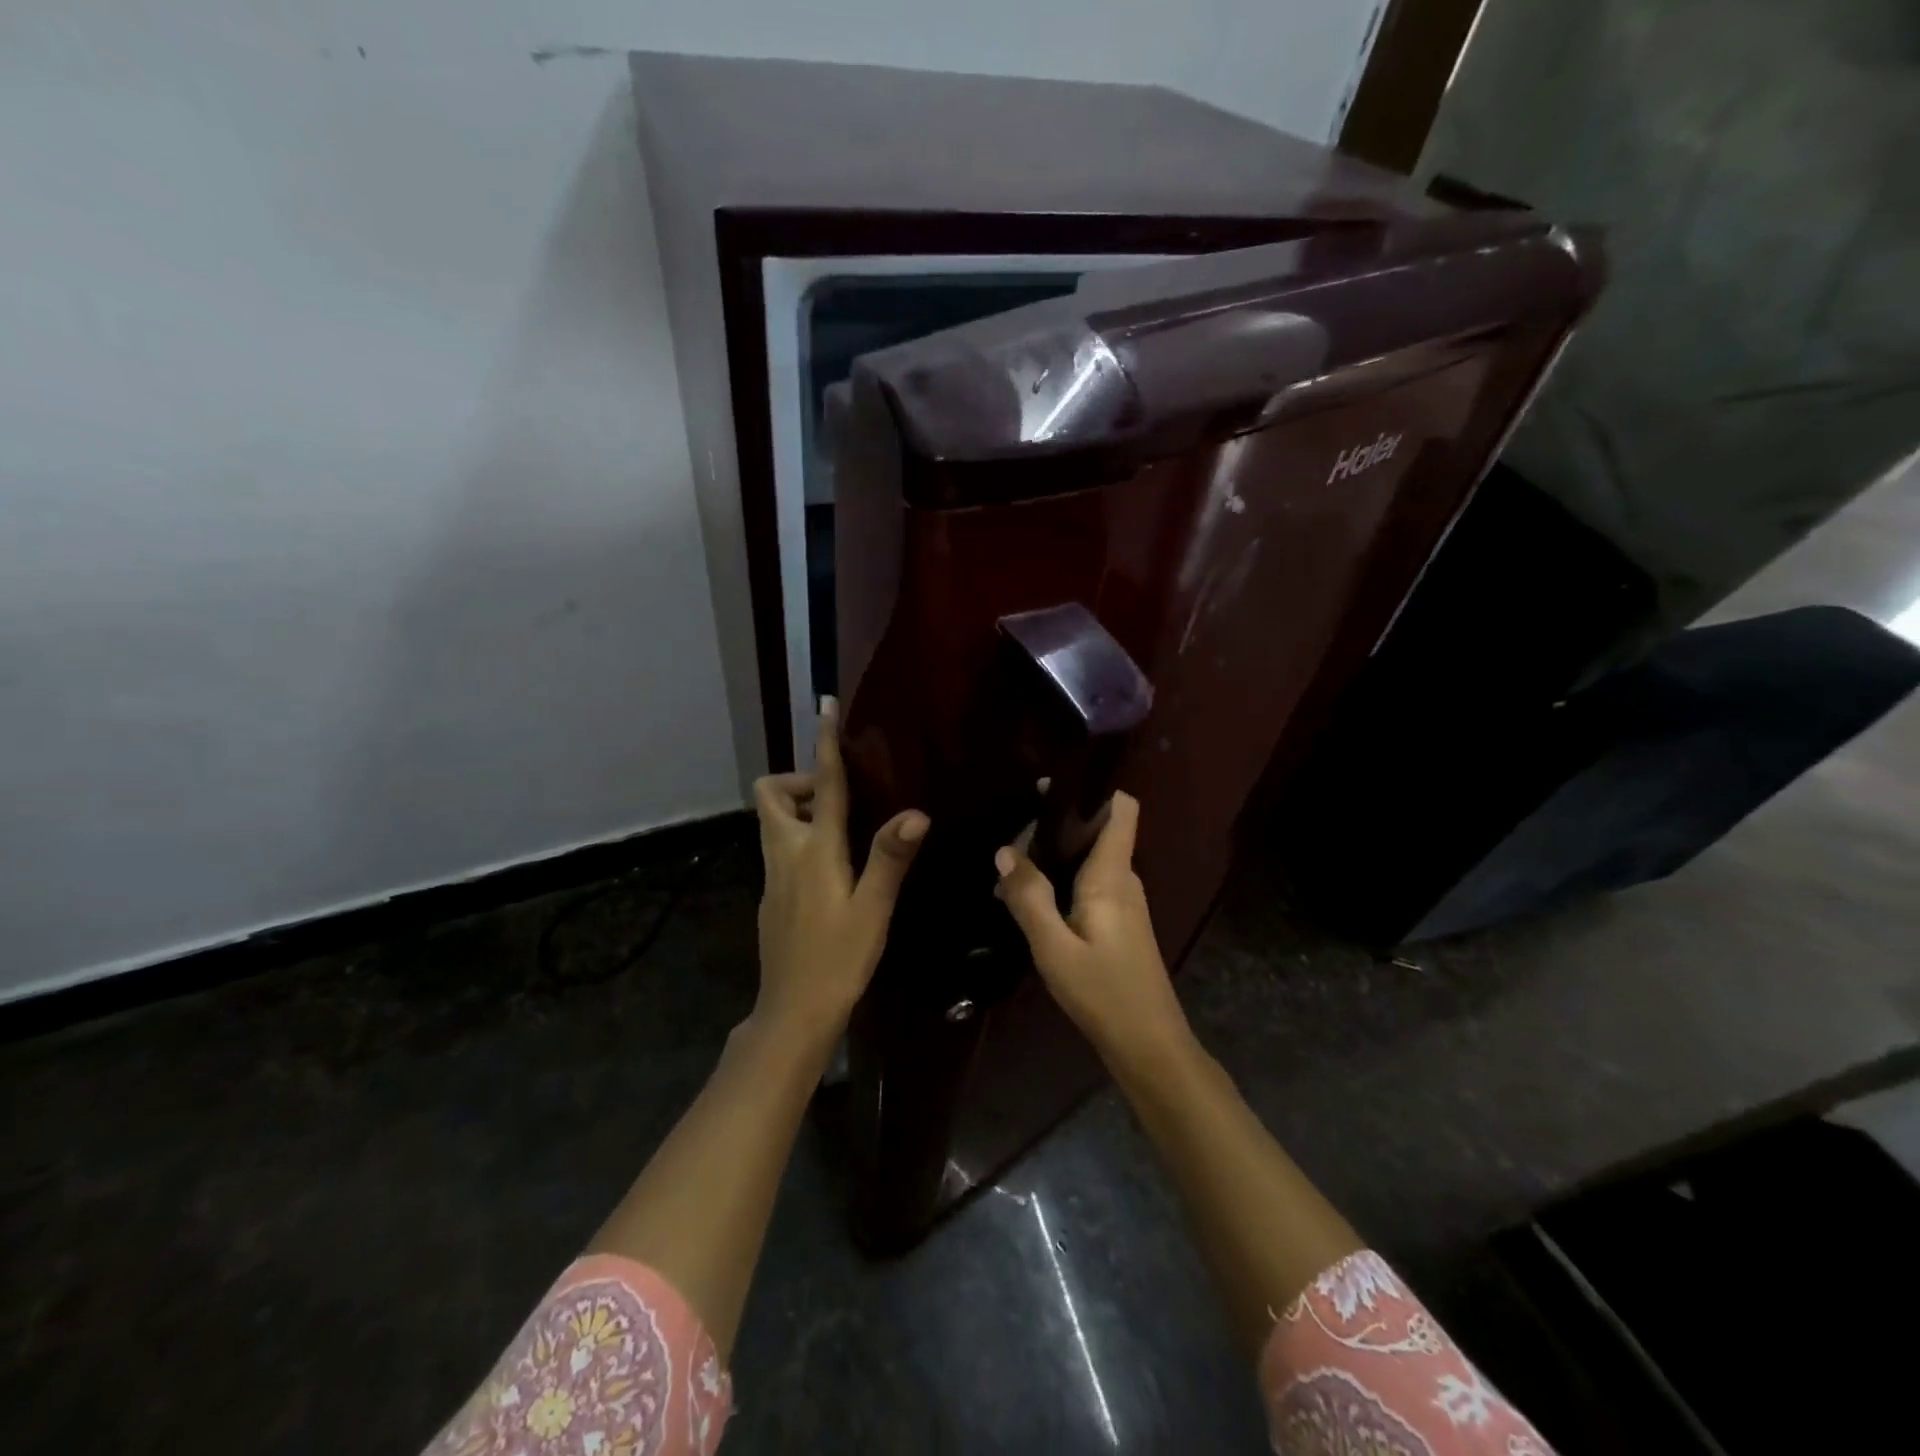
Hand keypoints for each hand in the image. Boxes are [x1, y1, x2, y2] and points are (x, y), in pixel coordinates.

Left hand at [752, 697, 927, 1046]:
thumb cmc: (838, 959)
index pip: (820, 785)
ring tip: (845, 831)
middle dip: (799, 782)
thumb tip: (915, 812)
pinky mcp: (773, 897)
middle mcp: (785, 854)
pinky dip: (801, 840)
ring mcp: (773, 877)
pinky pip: (781, 849)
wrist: (793, 1012)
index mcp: (813, 850)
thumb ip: (890, 857)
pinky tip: (834, 870)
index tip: (824, 707)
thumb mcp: (872, 909)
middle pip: (771, 795)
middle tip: (838, 798)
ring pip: (774, 823)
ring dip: (800, 811)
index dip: (824, 744)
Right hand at [993, 792, 1193, 1071]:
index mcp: (1113, 875)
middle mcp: (1124, 879)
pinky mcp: (1119, 922)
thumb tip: (1005, 850)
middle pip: (1098, 830)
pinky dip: (1063, 879)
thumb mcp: (1054, 947)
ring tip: (1011, 860)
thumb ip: (1029, 897)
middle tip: (1011, 828)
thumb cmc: (1103, 992)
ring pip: (1091, 858)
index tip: (1051, 786)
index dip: (1094, 789)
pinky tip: (1031, 897)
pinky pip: (1090, 883)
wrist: (1148, 1045)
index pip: (1122, 810)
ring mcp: (1125, 902)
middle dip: (1058, 823)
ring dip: (1056, 854)